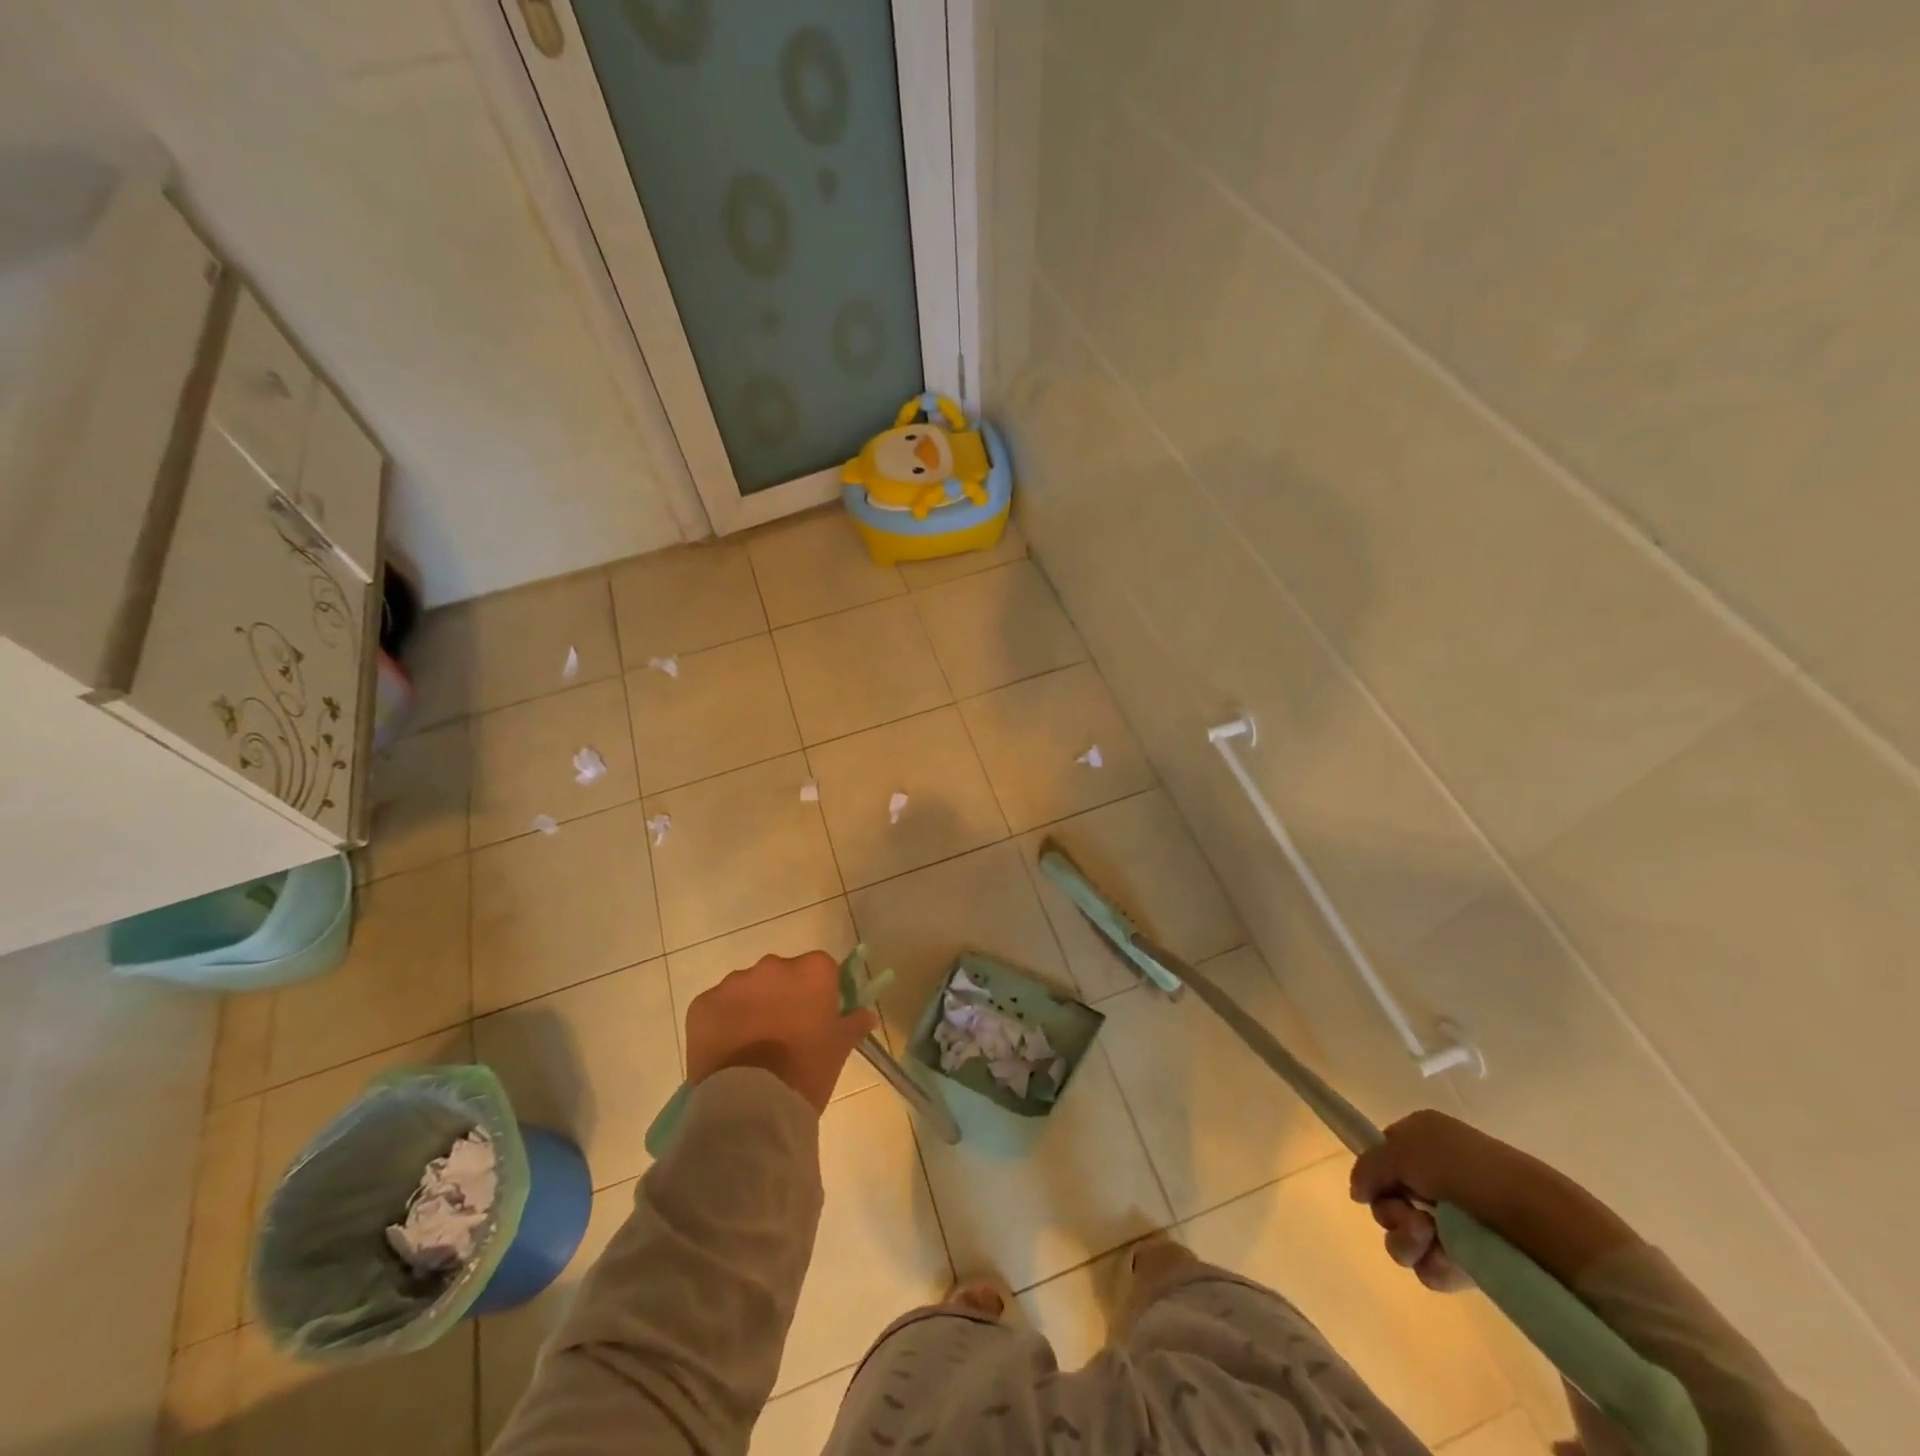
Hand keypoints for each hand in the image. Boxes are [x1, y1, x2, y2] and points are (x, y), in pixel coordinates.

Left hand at [684, 951, 877, 1114]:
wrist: (752, 1105)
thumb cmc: (806, 1071)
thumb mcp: (839, 1048)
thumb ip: (854, 1023)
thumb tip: (867, 1014)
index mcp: (812, 970)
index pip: (820, 969)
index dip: (818, 992)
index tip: (815, 1016)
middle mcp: (773, 966)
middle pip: (781, 974)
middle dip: (782, 996)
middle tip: (784, 1033)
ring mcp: (734, 982)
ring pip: (748, 988)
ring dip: (752, 1007)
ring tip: (752, 1045)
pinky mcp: (703, 1003)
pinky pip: (717, 1006)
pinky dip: (722, 1022)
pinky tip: (728, 1050)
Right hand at [1349, 1110, 1528, 1292]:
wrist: (1538, 1221)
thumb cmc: (1466, 1170)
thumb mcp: (1403, 1150)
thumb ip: (1369, 1166)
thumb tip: (1357, 1191)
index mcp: (1426, 1140)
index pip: (1383, 1156)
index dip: (1376, 1173)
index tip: (1380, 1186)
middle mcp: (1437, 1176)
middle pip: (1388, 1199)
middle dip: (1390, 1212)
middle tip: (1411, 1216)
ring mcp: (1454, 1220)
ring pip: (1403, 1235)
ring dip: (1406, 1239)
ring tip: (1429, 1239)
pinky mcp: (1470, 1261)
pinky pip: (1429, 1266)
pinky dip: (1432, 1264)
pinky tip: (1449, 1261)